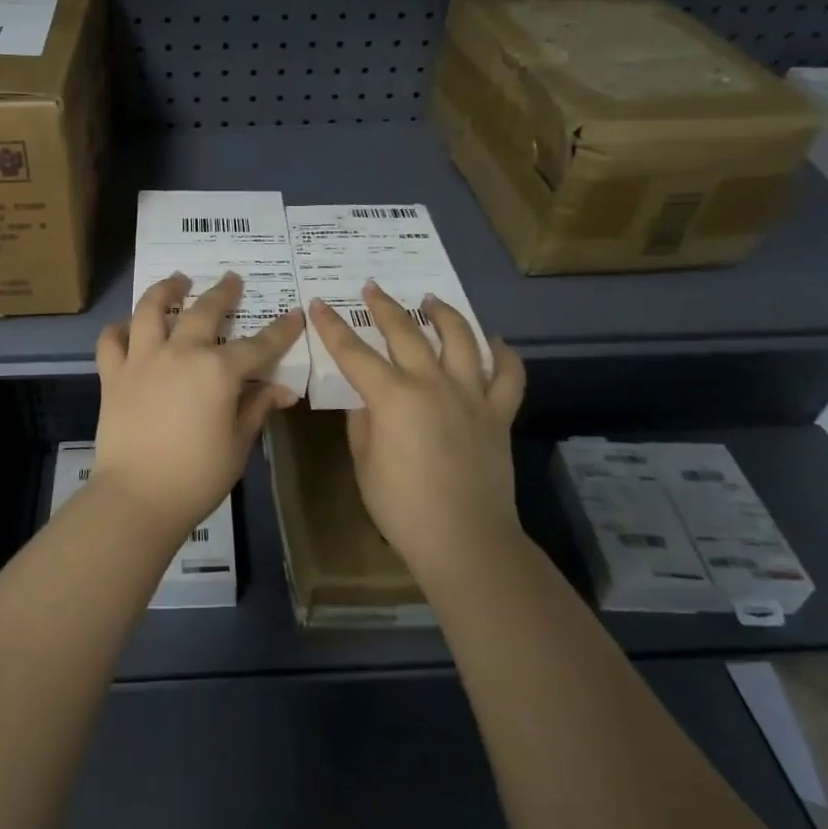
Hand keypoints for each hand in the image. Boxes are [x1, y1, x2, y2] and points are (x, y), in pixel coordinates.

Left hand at [93, 271, 304, 538]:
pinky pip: (111, 341)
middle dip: (223, 292)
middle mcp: (180, 353)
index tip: (293, 314)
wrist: (137, 497)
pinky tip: (128, 327)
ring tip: (176, 280)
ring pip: (151, 310)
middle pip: (204, 311)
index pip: (258, 344)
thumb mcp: (238, 444)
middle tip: (232, 278)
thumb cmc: (197, 476)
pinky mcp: (113, 375)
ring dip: (166, 290)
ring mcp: (142, 360)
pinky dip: (119, 329)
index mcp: (218, 371)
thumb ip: (256, 408)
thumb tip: (282, 390)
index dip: (280, 330)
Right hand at [307, 282, 525, 571]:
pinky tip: (495, 342)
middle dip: (384, 306)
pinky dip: (504, 354)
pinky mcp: (498, 414)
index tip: (318, 304)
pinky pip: (508, 375)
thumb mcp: (365, 462)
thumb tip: (368, 399)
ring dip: (443, 314)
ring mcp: (470, 395)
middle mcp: (432, 384)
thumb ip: (363, 422)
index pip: (353, 352)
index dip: (332, 326)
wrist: (465, 540)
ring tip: (431, 300)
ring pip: (461, 339)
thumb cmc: (402, 507)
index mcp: (392, 397)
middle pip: (405, 332)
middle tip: (371, 288)